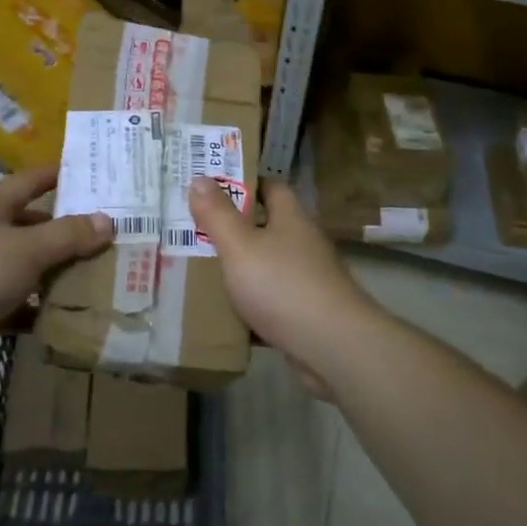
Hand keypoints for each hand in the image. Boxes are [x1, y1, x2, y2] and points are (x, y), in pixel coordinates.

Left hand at [0, 164, 111, 380]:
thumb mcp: (27, 248)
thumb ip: (68, 236)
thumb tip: (108, 220)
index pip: (31, 181)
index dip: (58, 174)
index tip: (91, 174)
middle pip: (34, 228)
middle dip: (68, 233)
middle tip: (110, 239)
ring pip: (27, 270)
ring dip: (57, 276)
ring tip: (100, 281)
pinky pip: (16, 308)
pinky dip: (38, 312)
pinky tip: (67, 319)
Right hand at [187, 176, 372, 390]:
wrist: (333, 347)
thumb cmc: (283, 285)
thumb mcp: (241, 246)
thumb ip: (217, 215)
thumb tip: (199, 178)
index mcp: (291, 219)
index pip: (270, 187)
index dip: (243, 183)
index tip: (211, 187)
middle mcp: (303, 244)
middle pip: (267, 227)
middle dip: (233, 229)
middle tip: (194, 231)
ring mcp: (307, 280)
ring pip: (266, 267)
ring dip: (240, 269)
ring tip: (199, 270)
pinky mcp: (305, 314)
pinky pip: (270, 302)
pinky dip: (249, 307)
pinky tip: (223, 315)